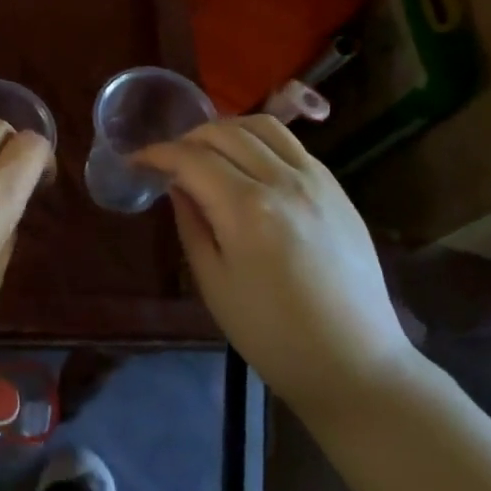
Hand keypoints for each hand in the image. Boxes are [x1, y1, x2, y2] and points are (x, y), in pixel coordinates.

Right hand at [136, 116, 415, 421]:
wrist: (354, 363)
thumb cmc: (272, 335)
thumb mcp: (214, 283)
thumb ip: (192, 224)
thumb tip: (177, 185)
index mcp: (246, 209)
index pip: (191, 159)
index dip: (156, 154)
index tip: (135, 161)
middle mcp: (283, 181)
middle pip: (224, 133)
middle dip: (186, 139)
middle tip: (168, 161)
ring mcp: (316, 180)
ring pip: (262, 126)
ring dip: (226, 130)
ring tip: (207, 152)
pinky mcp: (337, 189)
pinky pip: (292, 144)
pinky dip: (260, 141)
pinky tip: (248, 164)